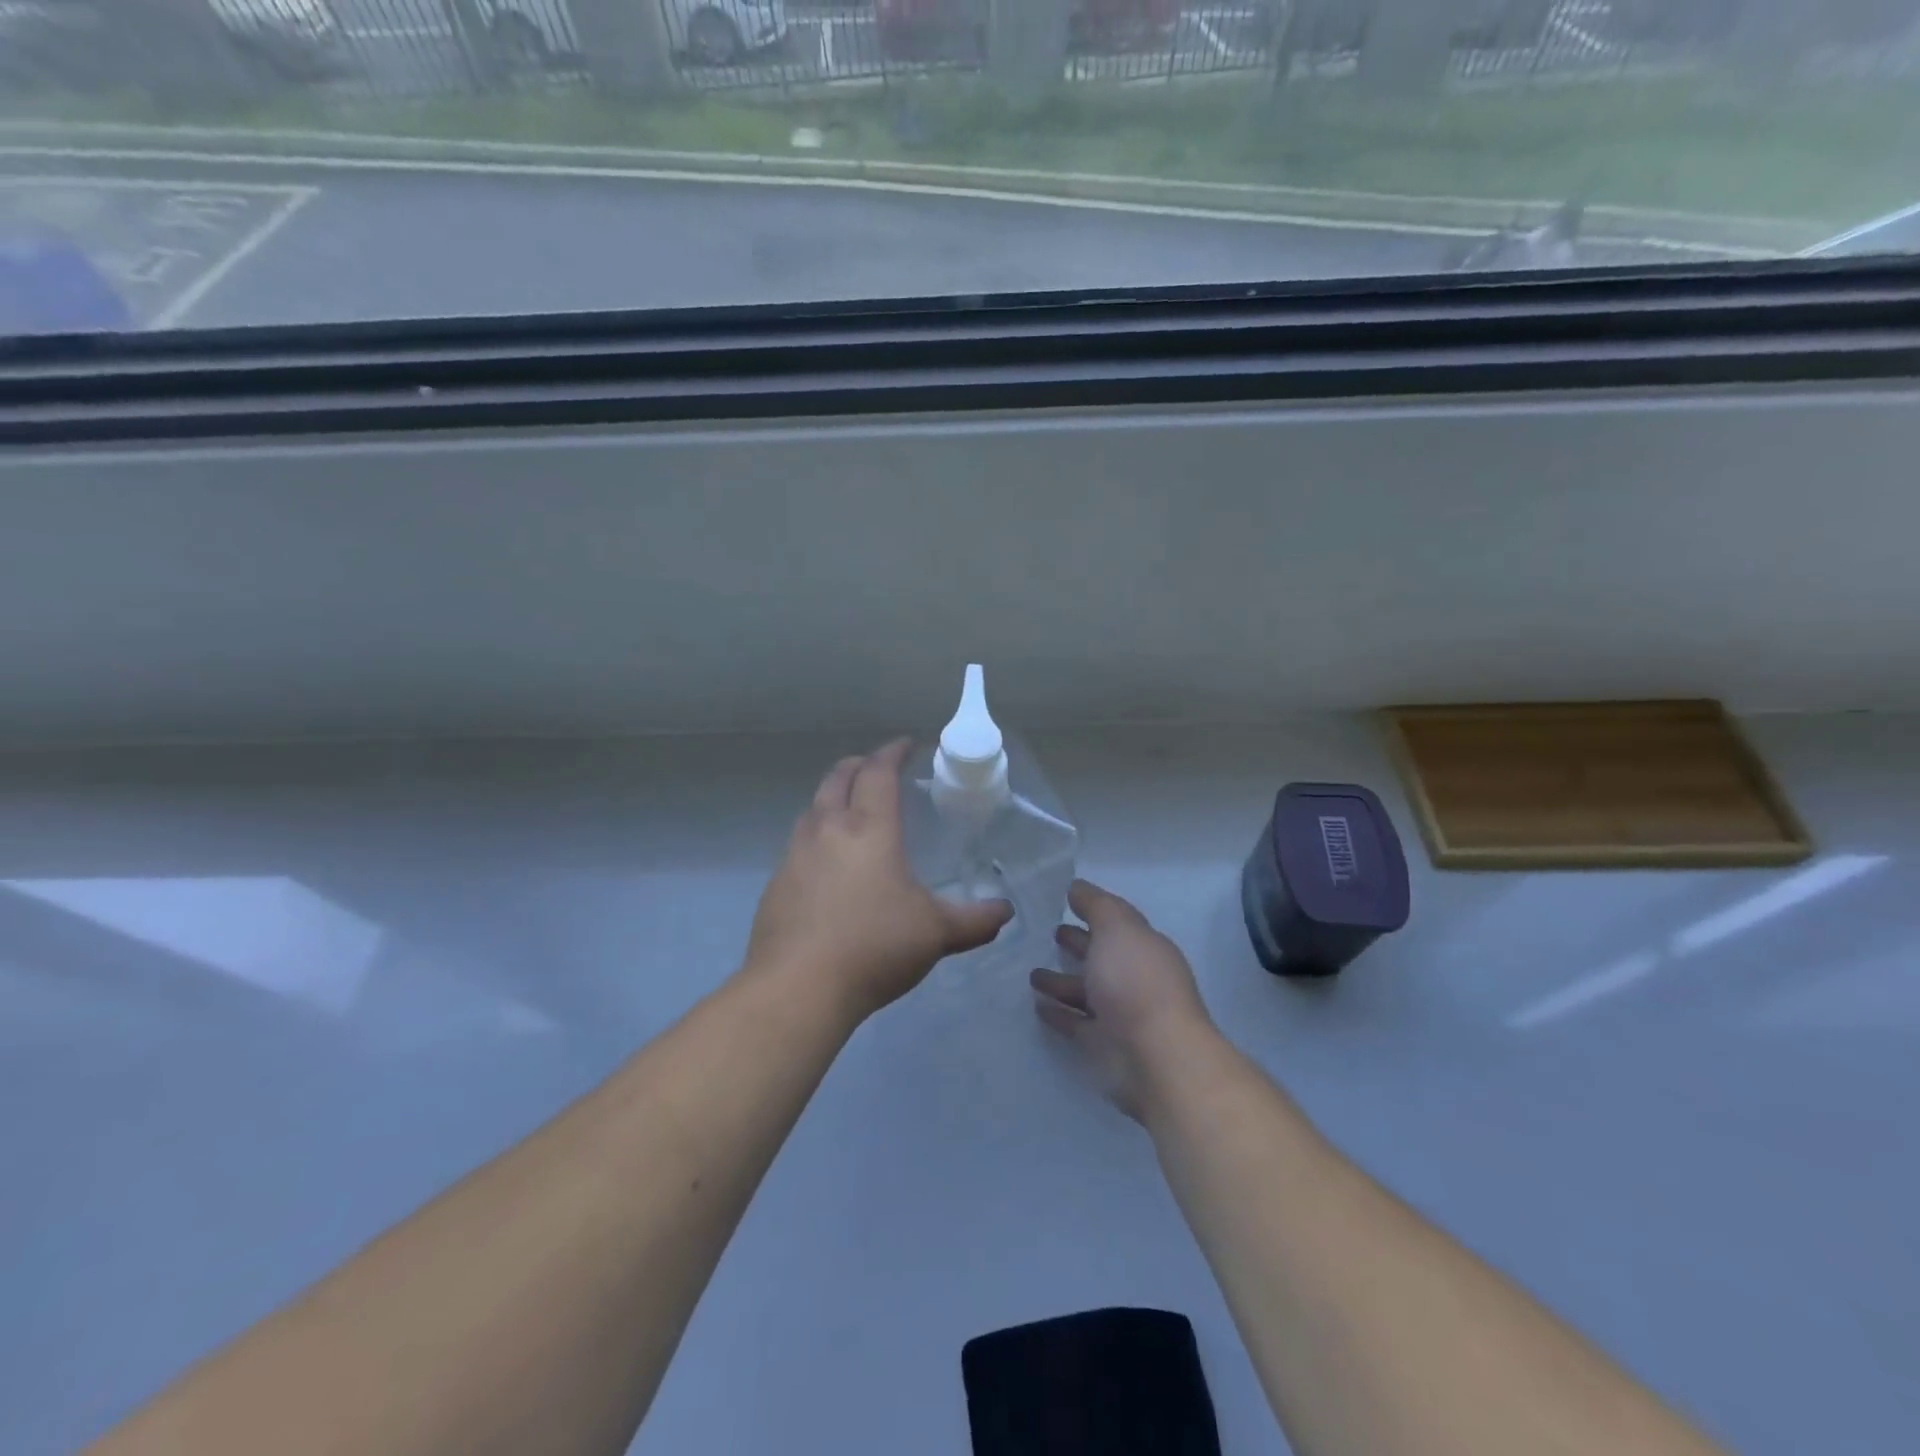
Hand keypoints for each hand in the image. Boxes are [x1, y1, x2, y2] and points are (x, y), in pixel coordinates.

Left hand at [748, 740, 1012, 1020]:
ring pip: (813, 808)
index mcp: (869, 828)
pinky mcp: (776, 885)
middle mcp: (828, 830)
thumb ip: (975, 920)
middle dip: (859, 765)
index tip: (907, 744)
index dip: (894, 752)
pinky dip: (816, 836)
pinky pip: (798, 844)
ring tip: (850, 810)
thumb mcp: (936, 933)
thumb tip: (1005, 912)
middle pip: (838, 778)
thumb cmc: (875, 946)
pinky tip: (827, 865)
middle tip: (876, 767)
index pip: (879, 772)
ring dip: (832, 797)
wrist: (798, 987)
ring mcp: (795, 856)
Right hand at [1030, 879, 1214, 1121]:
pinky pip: (1077, 1022)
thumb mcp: (1117, 928)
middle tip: (1050, 933)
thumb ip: (1096, 905)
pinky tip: (1037, 1006)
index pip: (1117, 922)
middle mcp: (1135, 977)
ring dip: (1062, 981)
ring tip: (1031, 973)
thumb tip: (1077, 887)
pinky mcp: (1106, 1045)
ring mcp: (1122, 1013)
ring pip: (1087, 991)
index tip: (1065, 900)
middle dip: (1079, 943)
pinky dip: (1060, 1013)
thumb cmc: (1137, 982)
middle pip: (1102, 955)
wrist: (1157, 1058)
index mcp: (1144, 946)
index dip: (1094, 909)